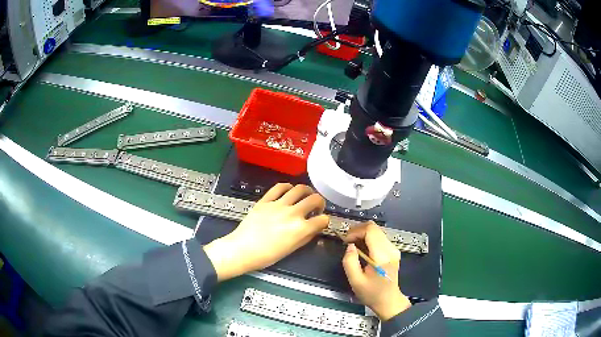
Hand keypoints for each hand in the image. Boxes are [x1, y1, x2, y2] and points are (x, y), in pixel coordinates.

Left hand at [204, 183, 328, 281]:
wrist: (243, 249)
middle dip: (320, 203)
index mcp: (301, 229)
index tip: (321, 222)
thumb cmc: (267, 255)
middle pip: (315, 199)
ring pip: (299, 189)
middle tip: (316, 207)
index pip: (323, 219)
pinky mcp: (266, 200)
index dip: (325, 221)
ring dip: (307, 191)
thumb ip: (306, 237)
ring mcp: (278, 204)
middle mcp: (293, 213)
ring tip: (306, 196)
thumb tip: (314, 228)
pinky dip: (288, 186)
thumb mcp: (291, 250)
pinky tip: (289, 190)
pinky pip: (279, 187)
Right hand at [342, 221, 411, 320]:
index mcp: (382, 256)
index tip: (345, 241)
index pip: (370, 231)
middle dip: (358, 231)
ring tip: (353, 245)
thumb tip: (350, 246)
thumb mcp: (355, 281)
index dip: (355, 231)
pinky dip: (368, 238)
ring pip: (377, 231)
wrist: (388, 301)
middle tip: (347, 241)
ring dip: (363, 234)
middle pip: (374, 228)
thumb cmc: (371, 294)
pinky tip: (362, 249)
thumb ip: (350, 262)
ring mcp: (393, 249)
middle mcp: (390, 249)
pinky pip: (379, 237)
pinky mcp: (393, 251)